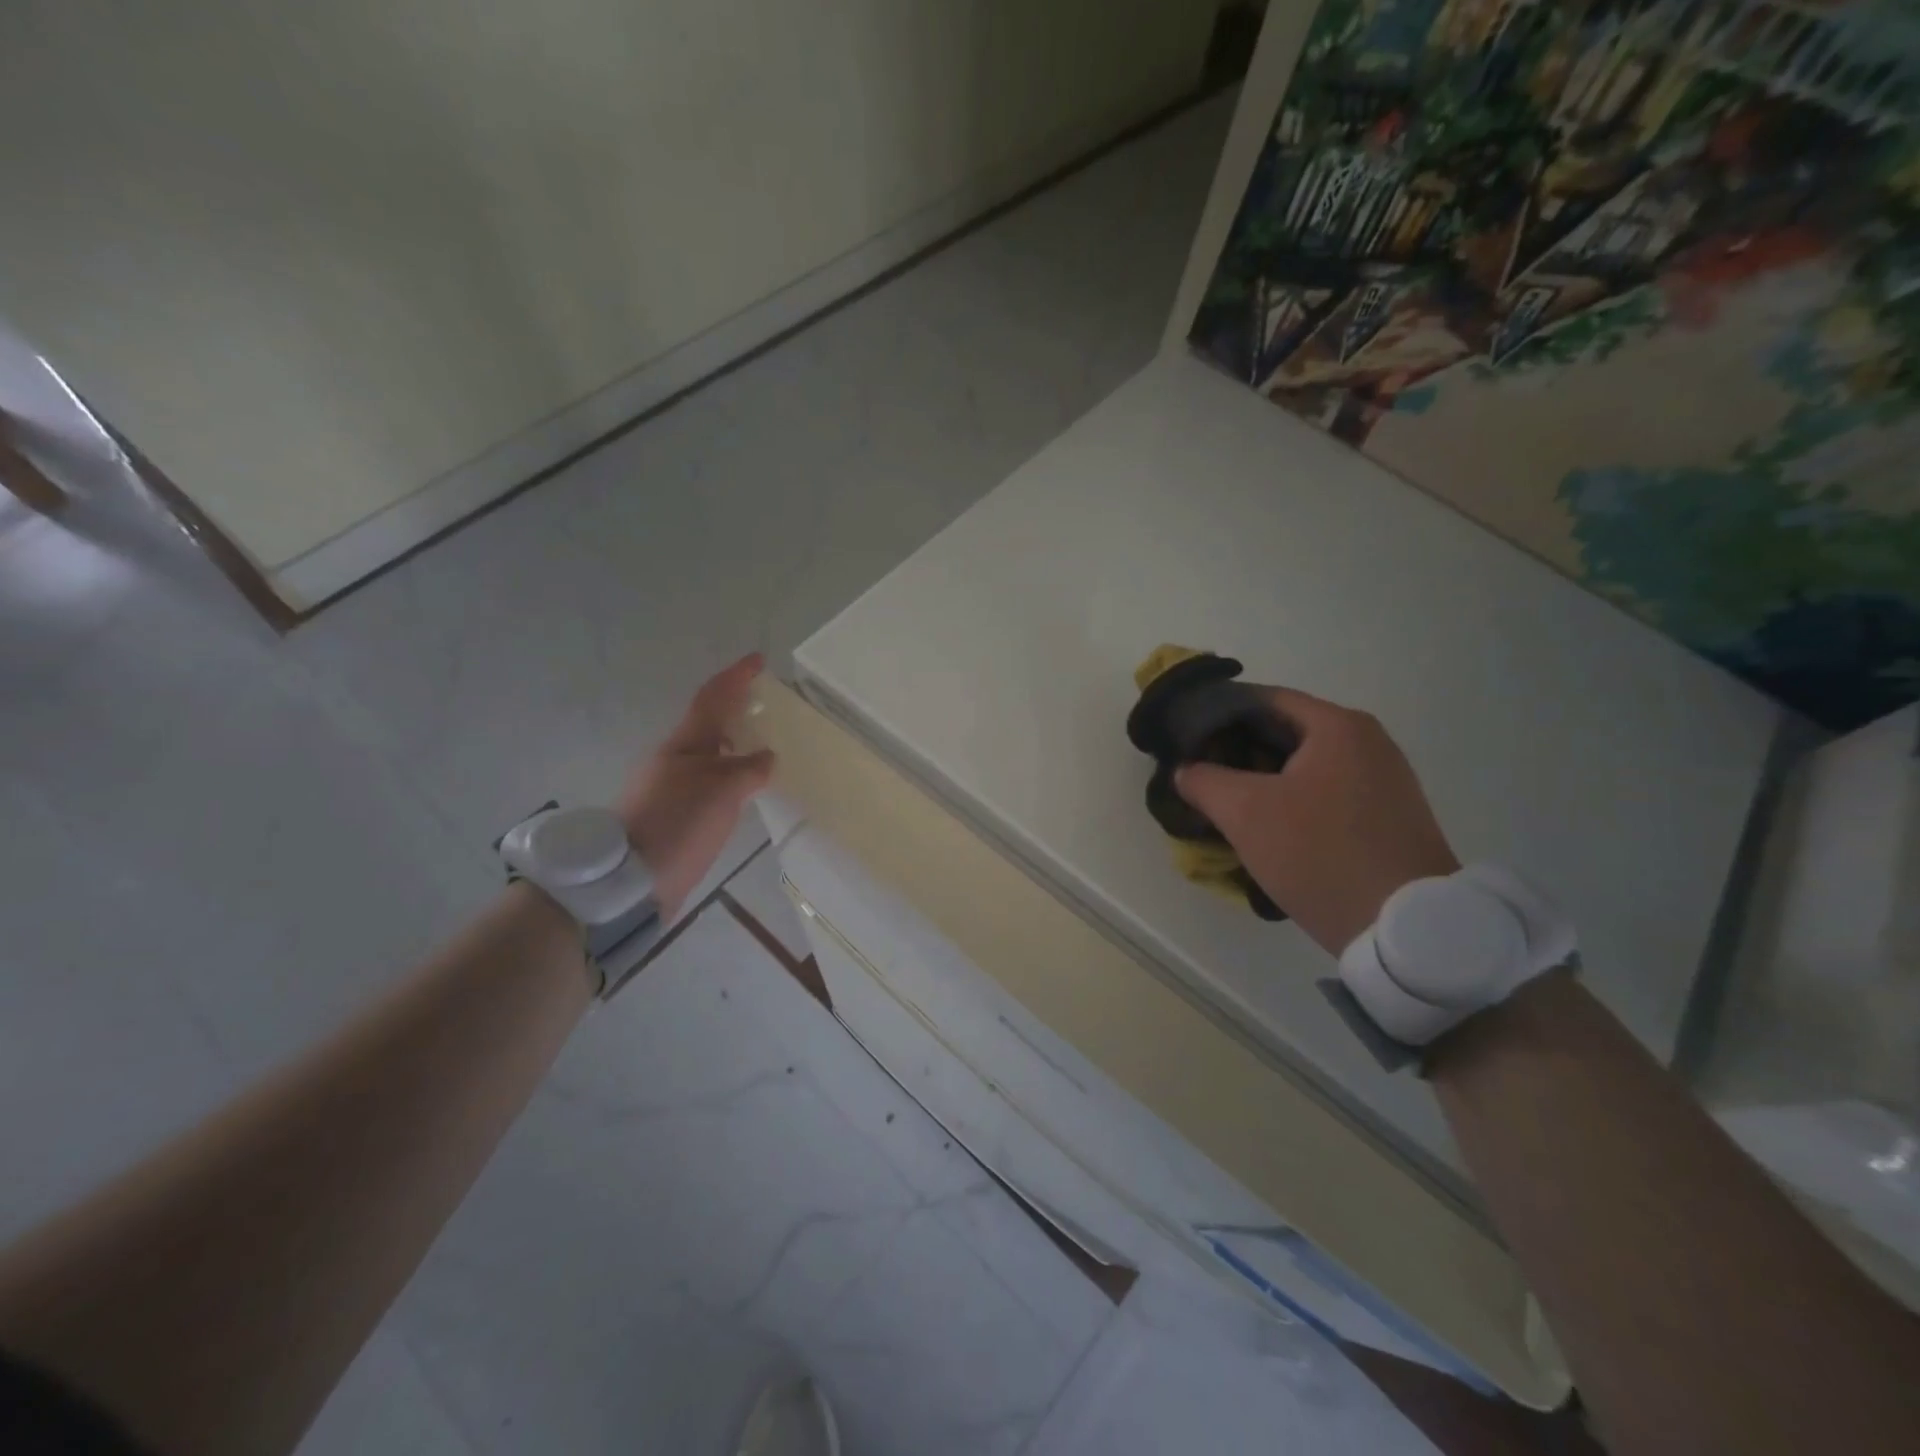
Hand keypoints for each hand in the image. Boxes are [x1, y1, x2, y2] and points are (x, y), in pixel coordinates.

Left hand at [619, 654, 776, 916]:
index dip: (736, 677)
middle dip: (736, 707)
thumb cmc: (677, 823)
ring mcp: (673, 787)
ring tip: (764, 742)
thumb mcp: (722, 791)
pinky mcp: (676, 815)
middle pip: (709, 722)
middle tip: (765, 702)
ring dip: (735, 741)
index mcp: (685, 744)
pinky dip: (732, 772)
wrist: (629, 881)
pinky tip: (747, 787)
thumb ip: (749, 768)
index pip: (713, 698)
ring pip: (711, 753)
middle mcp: (676, 759)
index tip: (758, 659)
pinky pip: (712, 781)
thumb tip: (766, 757)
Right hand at [1176, 687, 1457, 955]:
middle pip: (1286, 730)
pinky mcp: (1390, 815)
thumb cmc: (1320, 854)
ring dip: (1264, 778)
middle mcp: (1369, 741)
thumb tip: (1186, 769)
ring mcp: (1385, 779)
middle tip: (1200, 773)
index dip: (1217, 715)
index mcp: (1338, 726)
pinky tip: (1270, 826)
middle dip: (1238, 750)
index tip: (1186, 740)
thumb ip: (1203, 781)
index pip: (1263, 699)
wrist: (1404, 929)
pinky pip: (1328, 791)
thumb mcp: (1244, 814)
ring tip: (1227, 802)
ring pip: (1306, 764)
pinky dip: (1293, 798)